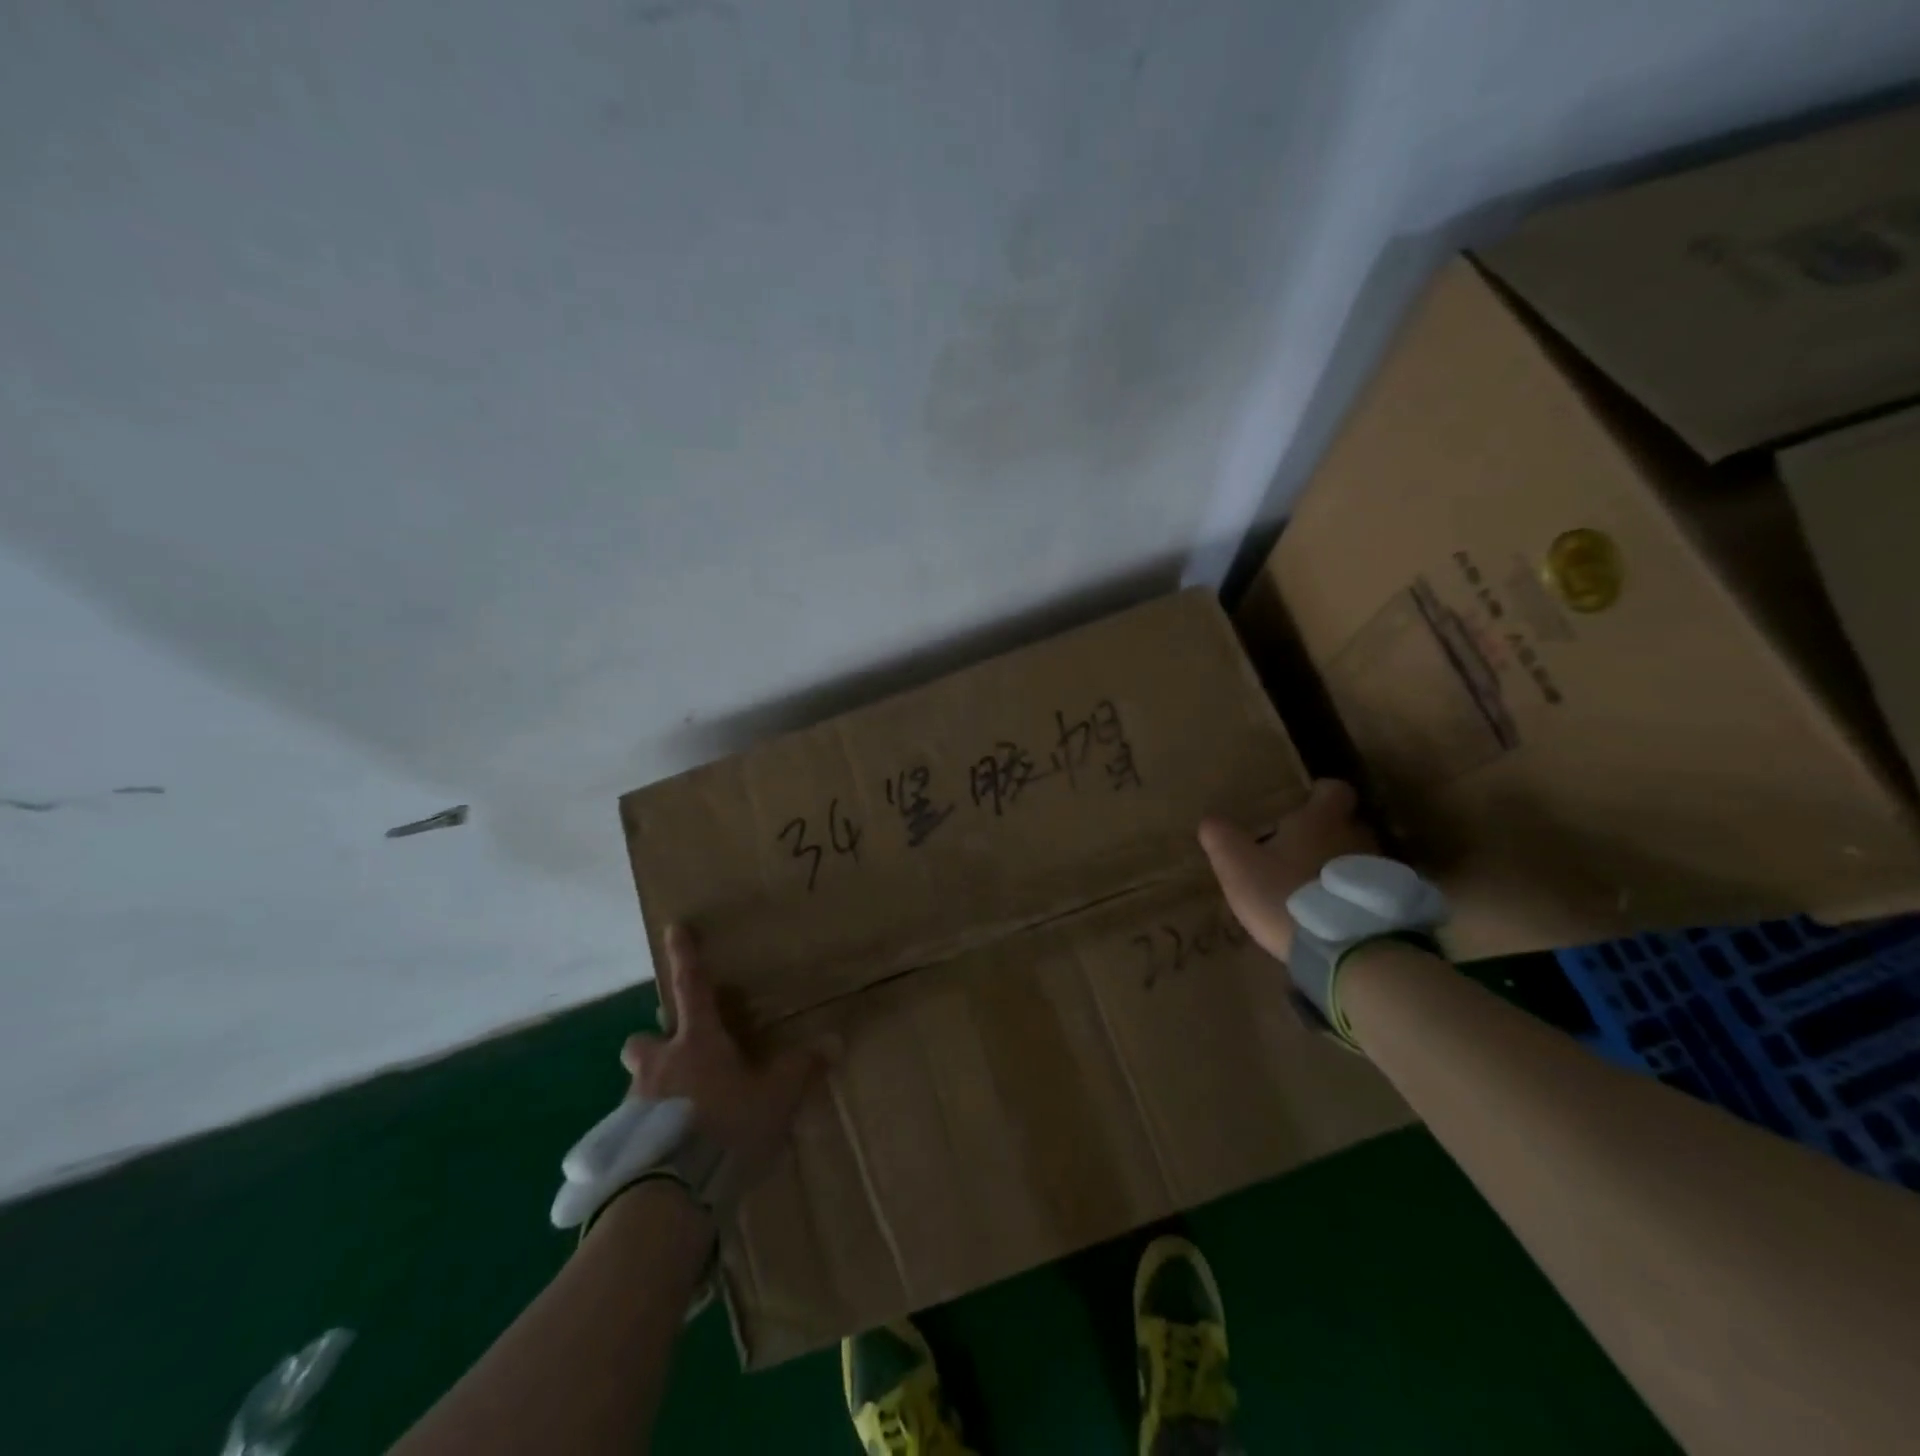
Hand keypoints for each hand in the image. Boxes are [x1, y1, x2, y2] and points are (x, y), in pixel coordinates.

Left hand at [621, 924, 822, 1206]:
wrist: (669, 1195)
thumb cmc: (726, 1128)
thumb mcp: (775, 1098)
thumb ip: (802, 1068)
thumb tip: (836, 1041)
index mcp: (697, 1043)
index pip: (691, 987)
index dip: (685, 956)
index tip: (673, 928)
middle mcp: (659, 1065)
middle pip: (642, 1041)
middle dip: (653, 1041)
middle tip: (673, 1053)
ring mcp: (634, 1104)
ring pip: (639, 1082)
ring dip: (655, 1088)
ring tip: (680, 1113)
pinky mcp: (621, 1143)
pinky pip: (634, 1125)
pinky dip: (650, 1129)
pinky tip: (669, 1150)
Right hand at [1198, 780, 1374, 961]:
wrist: (1347, 949)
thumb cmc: (1286, 893)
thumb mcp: (1238, 864)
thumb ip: (1220, 837)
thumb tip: (1210, 821)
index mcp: (1322, 819)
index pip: (1333, 789)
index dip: (1318, 794)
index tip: (1302, 804)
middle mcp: (1357, 836)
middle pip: (1345, 824)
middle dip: (1323, 834)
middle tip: (1295, 852)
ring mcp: (1378, 871)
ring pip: (1356, 858)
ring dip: (1336, 868)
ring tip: (1310, 889)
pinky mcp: (1389, 906)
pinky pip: (1366, 891)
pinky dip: (1350, 896)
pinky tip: (1330, 916)